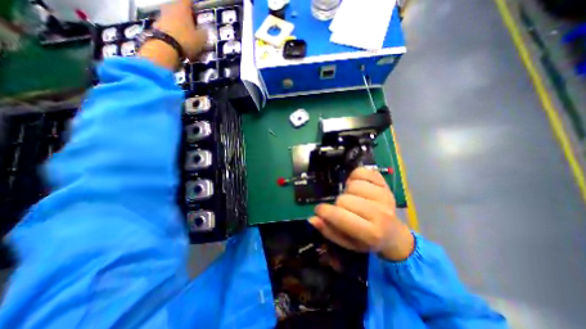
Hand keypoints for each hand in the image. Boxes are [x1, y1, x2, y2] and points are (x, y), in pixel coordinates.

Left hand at [154, 1, 206, 59]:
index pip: (188, 1)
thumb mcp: (201, 39)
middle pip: (179, 8)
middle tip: (193, 26)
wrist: (165, 47)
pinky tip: (178, 40)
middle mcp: (171, 7)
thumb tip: (204, 30)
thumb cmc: (186, 40)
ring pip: (173, 17)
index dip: (194, 6)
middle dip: (186, 16)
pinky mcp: (157, 24)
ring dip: (179, 24)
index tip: (198, 12)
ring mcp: (162, 15)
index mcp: (182, 7)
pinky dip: (173, 31)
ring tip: (185, 35)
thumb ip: (203, 33)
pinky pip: (168, 26)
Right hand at [309, 167, 413, 261]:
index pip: (339, 216)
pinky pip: (362, 172)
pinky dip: (355, 176)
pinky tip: (357, 185)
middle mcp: (380, 214)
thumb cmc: (367, 240)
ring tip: (352, 197)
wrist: (393, 234)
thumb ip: (329, 231)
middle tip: (343, 208)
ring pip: (352, 185)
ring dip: (347, 190)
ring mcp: (384, 196)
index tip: (319, 210)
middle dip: (338, 204)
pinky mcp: (385, 184)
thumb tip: (312, 218)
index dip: (324, 211)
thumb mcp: (347, 242)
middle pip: (344, 199)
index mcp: (370, 233)